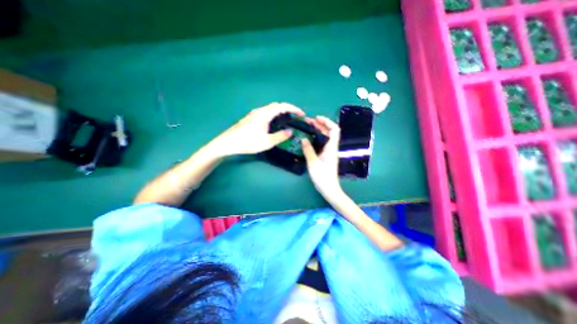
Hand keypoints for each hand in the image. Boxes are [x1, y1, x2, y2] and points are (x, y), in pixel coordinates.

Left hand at [214, 101, 305, 154]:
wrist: (228, 143)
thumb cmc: (248, 142)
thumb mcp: (267, 142)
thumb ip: (280, 136)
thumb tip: (290, 131)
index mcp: (265, 114)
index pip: (282, 106)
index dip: (294, 108)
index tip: (301, 114)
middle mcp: (260, 111)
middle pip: (276, 105)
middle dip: (288, 110)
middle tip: (294, 118)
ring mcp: (254, 114)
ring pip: (270, 109)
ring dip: (280, 112)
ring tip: (285, 121)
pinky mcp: (250, 118)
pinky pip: (265, 112)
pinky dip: (273, 115)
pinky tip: (273, 124)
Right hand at [299, 116, 344, 200]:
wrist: (329, 189)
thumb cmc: (322, 177)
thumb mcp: (313, 163)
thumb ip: (308, 150)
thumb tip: (303, 139)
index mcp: (331, 148)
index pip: (334, 130)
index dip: (327, 121)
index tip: (316, 118)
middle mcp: (331, 148)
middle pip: (329, 132)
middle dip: (319, 124)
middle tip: (308, 122)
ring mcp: (329, 152)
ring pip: (325, 137)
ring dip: (318, 131)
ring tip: (307, 127)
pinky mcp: (326, 156)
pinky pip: (322, 143)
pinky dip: (316, 138)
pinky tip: (309, 138)